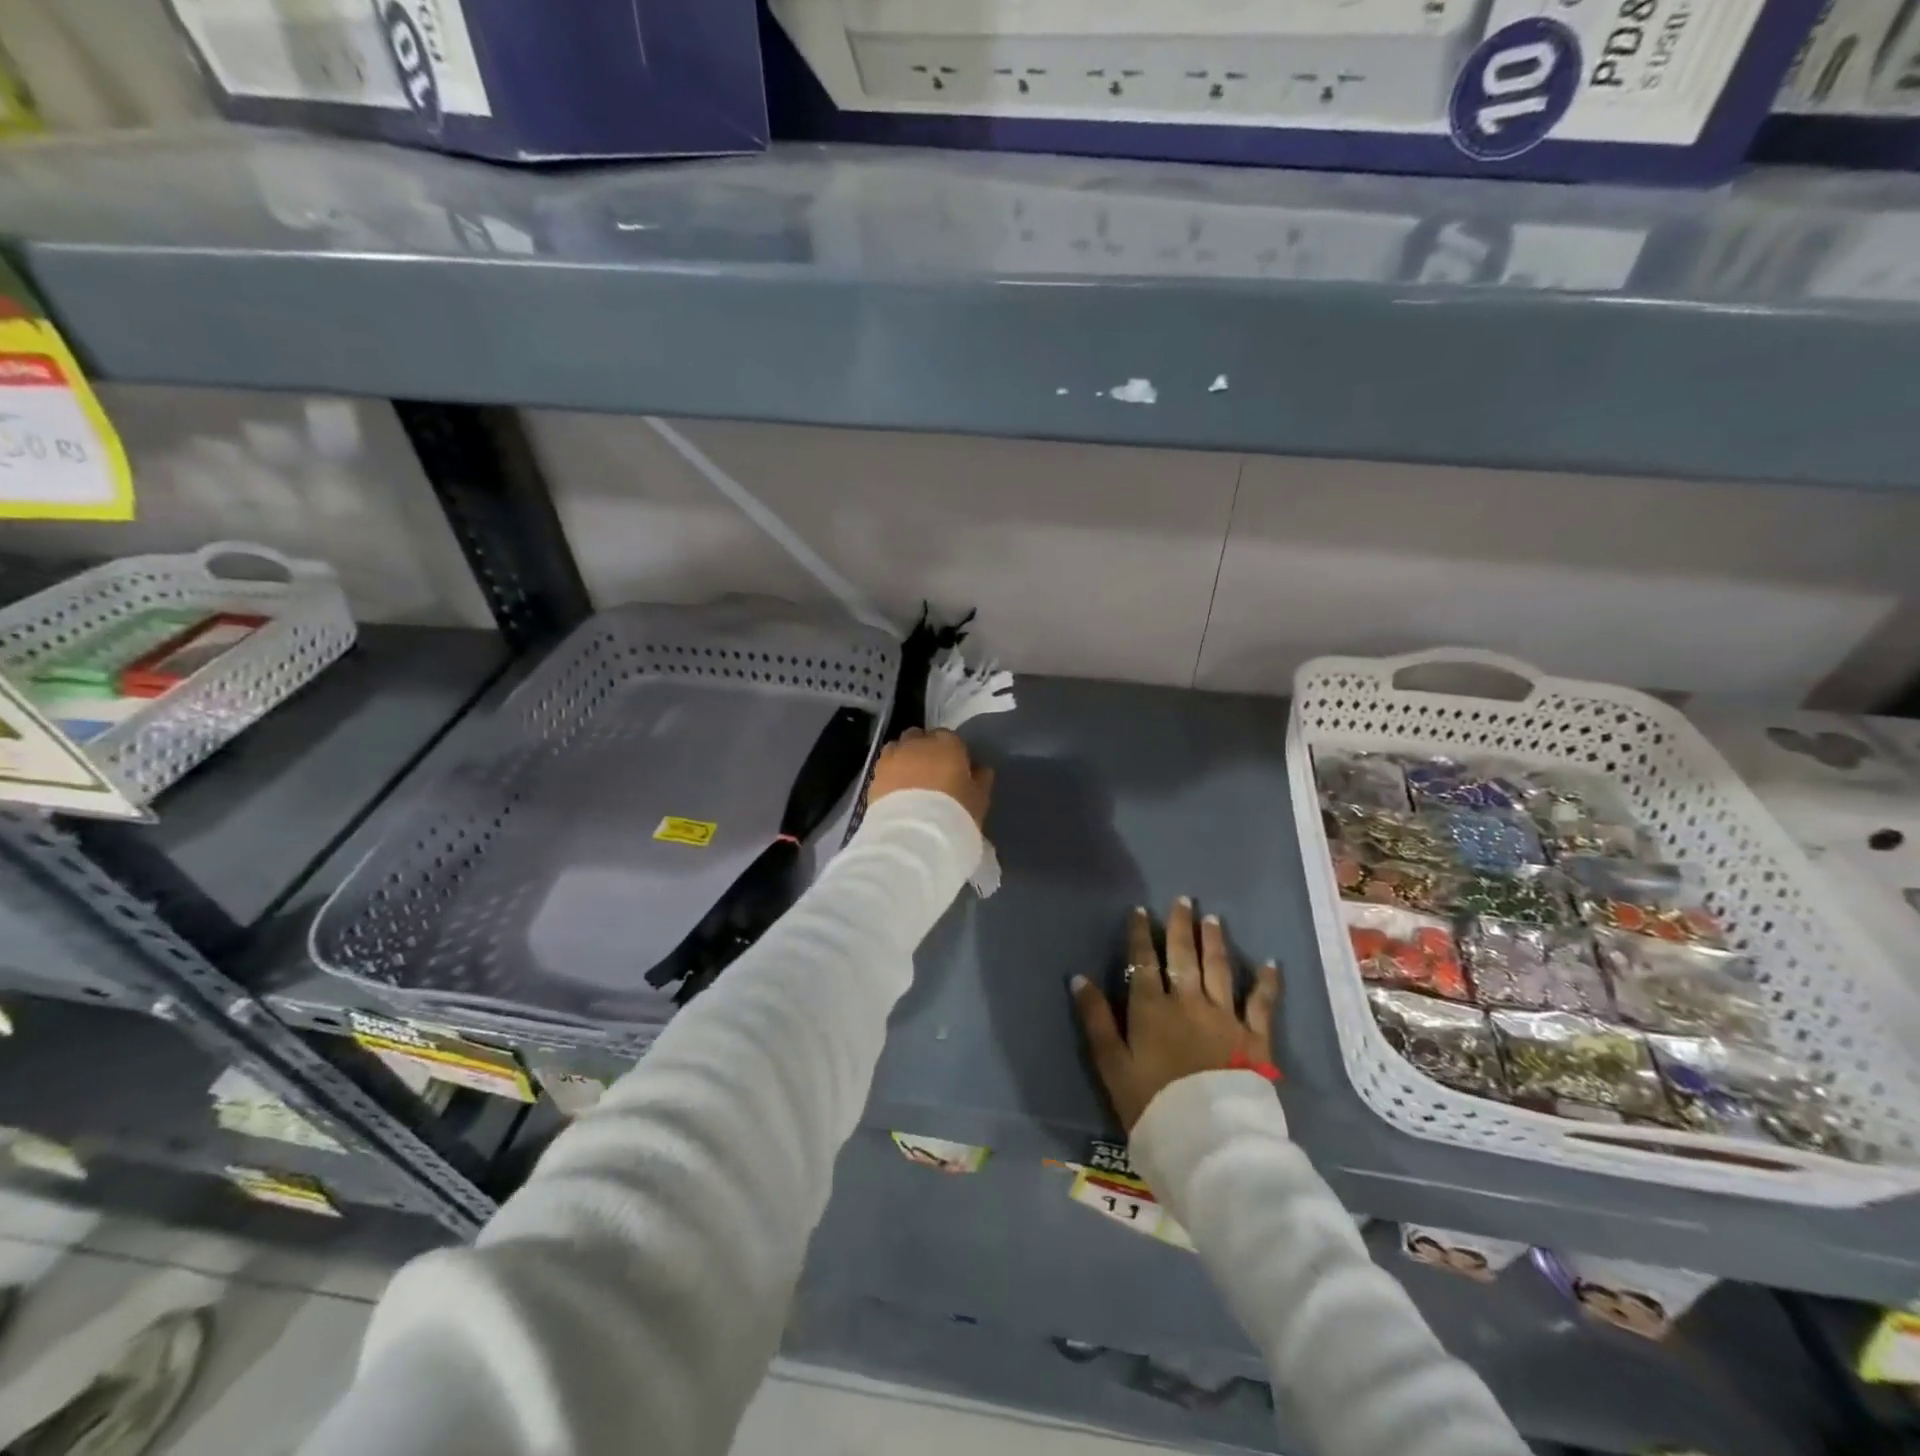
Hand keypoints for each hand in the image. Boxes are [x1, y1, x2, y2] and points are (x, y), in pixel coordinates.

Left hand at [869, 727, 993, 829]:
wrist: (914, 835)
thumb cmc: (955, 814)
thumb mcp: (979, 799)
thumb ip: (980, 778)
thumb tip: (979, 768)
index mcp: (948, 744)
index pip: (950, 738)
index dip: (951, 752)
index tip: (954, 769)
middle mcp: (918, 743)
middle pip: (920, 737)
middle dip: (924, 749)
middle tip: (931, 773)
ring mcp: (893, 757)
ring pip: (898, 747)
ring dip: (904, 757)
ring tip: (909, 780)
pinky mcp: (875, 775)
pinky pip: (884, 766)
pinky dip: (890, 774)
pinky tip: (896, 792)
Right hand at [1071, 899, 1281, 1131]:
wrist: (1207, 1140)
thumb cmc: (1151, 1104)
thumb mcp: (1112, 1065)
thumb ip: (1096, 1020)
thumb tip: (1079, 979)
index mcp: (1151, 1008)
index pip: (1143, 961)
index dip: (1140, 934)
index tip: (1140, 911)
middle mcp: (1188, 1002)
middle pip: (1182, 956)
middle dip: (1180, 926)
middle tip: (1182, 900)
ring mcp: (1224, 1017)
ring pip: (1218, 969)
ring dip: (1214, 941)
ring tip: (1212, 918)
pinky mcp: (1254, 1037)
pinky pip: (1261, 1002)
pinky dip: (1266, 981)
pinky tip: (1269, 963)